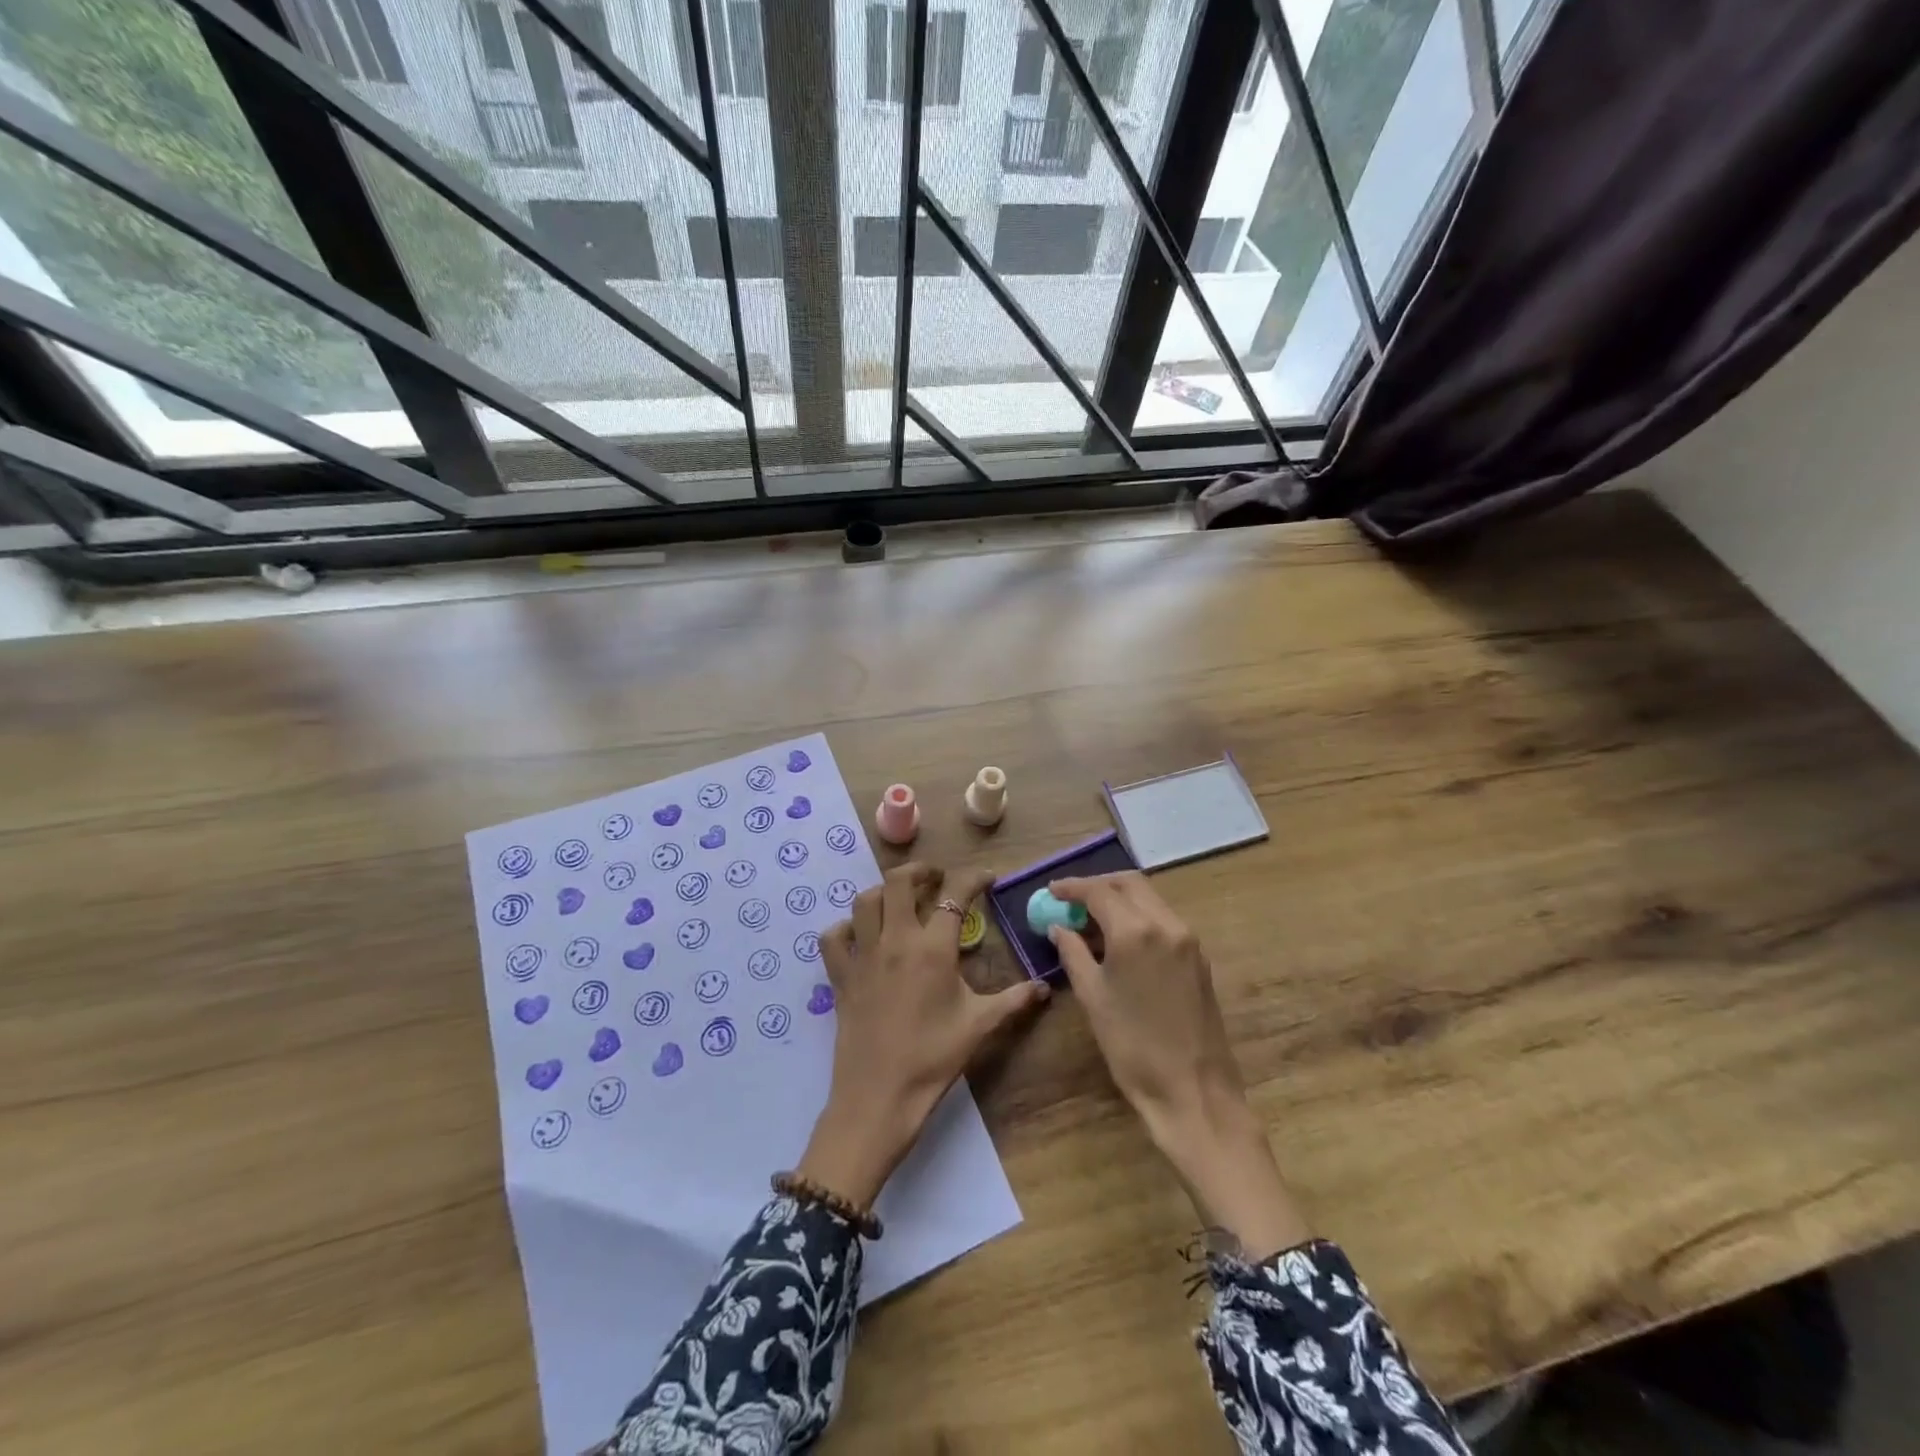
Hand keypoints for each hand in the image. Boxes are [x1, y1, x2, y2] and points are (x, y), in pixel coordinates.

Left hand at [797, 862, 1049, 1208]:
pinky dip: (844, 928)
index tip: (986, 878)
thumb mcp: (979, 1026)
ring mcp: (863, 956)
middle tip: (935, 880)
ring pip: (864, 901)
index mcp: (933, 949)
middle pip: (899, 881)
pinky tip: (860, 936)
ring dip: (884, 893)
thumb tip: (1043, 988)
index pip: (955, 895)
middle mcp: (895, 940)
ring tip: (900, 901)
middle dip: (920, 871)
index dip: (973, 878)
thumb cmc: (933, 1059)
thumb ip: (1013, 1001)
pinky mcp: (840, 976)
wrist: (880, 1097)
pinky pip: (833, 938)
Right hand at [1050, 872, 1308, 1255]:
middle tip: (1072, 899)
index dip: (1072, 887)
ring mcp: (1188, 939)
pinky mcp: (1199, 957)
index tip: (1052, 891)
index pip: (1099, 891)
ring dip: (1120, 898)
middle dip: (1098, 885)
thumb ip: (1073, 953)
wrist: (1193, 1090)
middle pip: (1129, 884)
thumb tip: (1060, 927)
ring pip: (1150, 898)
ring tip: (1092, 918)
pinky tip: (1120, 937)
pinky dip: (1139, 915)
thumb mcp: (1092, 997)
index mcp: (1136, 931)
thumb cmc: (1132, 1047)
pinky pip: (1164, 918)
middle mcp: (1166, 923)